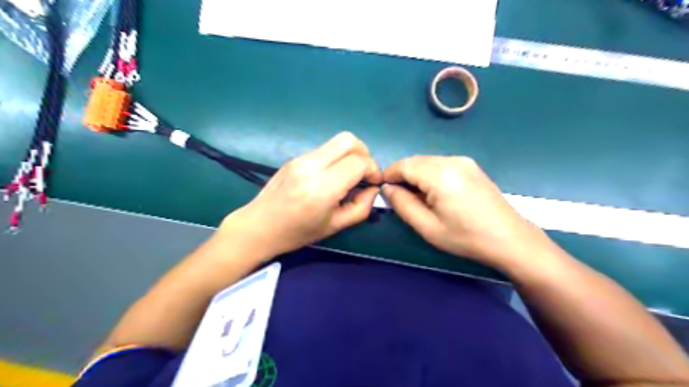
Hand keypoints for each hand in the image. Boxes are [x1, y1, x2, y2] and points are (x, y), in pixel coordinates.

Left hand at [221, 131, 382, 257]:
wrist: (259, 226)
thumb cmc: (297, 233)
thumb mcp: (336, 226)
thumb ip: (361, 207)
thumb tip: (372, 188)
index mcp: (322, 187)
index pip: (358, 162)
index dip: (373, 169)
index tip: (374, 183)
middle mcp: (311, 166)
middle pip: (349, 140)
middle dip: (365, 154)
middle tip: (364, 173)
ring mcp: (301, 158)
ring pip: (337, 141)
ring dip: (350, 155)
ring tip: (349, 175)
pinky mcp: (295, 157)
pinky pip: (324, 150)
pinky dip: (336, 158)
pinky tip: (332, 176)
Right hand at [385, 156, 552, 267]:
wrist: (510, 238)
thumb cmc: (466, 237)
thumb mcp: (428, 227)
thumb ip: (403, 205)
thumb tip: (387, 189)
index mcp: (440, 176)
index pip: (404, 165)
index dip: (389, 174)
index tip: (381, 188)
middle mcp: (452, 161)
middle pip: (415, 160)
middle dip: (402, 174)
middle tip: (398, 196)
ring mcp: (464, 161)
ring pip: (427, 161)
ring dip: (415, 174)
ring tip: (416, 196)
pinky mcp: (471, 166)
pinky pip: (440, 164)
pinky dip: (429, 174)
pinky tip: (433, 192)